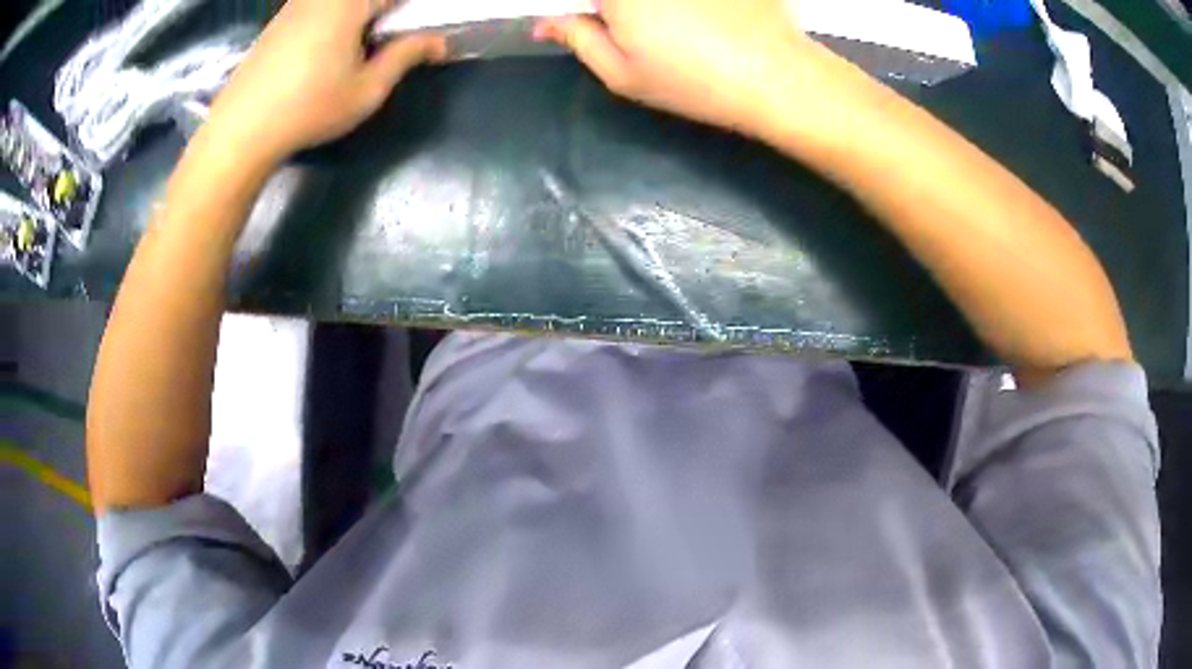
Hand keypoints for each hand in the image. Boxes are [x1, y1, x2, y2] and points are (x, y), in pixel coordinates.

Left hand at [206, 0, 446, 166]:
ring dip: (357, 16)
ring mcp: (295, 5)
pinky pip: (316, 7)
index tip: (412, 34)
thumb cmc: (309, 108)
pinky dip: (331, 18)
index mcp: (350, 2)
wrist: (241, 130)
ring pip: (338, 3)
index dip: (408, 12)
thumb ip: (406, 55)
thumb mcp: (367, 89)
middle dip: (382, 13)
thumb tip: (439, 41)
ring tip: (357, 46)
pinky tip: (324, 49)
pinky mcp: (277, 21)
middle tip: (387, 41)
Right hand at [536, 0, 814, 135]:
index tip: (598, 24)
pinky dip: (697, 6)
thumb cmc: (691, 80)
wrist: (775, 75)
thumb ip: (577, 39)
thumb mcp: (621, 72)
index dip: (590, 12)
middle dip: (616, 9)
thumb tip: (545, 22)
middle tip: (636, 28)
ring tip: (680, 31)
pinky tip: (710, 19)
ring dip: (655, 10)